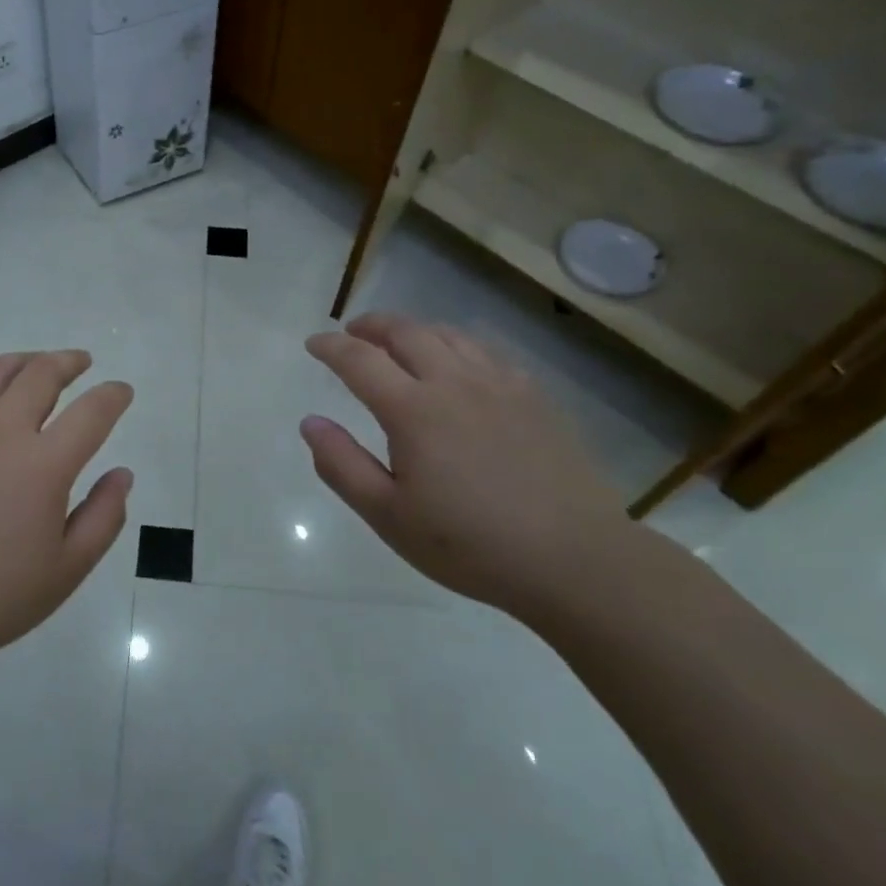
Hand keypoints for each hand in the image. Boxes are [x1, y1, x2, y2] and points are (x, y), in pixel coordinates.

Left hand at [0, 350, 134, 683]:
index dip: (113, 395)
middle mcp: (0, 433)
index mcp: (43, 465)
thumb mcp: (66, 570)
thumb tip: (122, 474)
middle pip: (41, 375)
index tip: (122, 391)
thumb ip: (103, 516)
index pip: (91, 412)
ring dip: (24, 360)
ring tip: (37, 363)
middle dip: (69, 362)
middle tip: (81, 363)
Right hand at [300, 313, 632, 617]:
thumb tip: (310, 422)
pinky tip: (459, 366)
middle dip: (372, 325)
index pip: (359, 360)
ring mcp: (501, 385)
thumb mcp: (388, 516)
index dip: (330, 346)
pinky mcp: (535, 398)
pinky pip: (487, 352)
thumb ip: (342, 465)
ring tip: (399, 342)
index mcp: (413, 410)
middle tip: (352, 332)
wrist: (575, 559)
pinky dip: (457, 346)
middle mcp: (454, 383)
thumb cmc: (470, 545)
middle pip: (406, 332)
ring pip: (449, 335)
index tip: (314, 343)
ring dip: (414, 330)